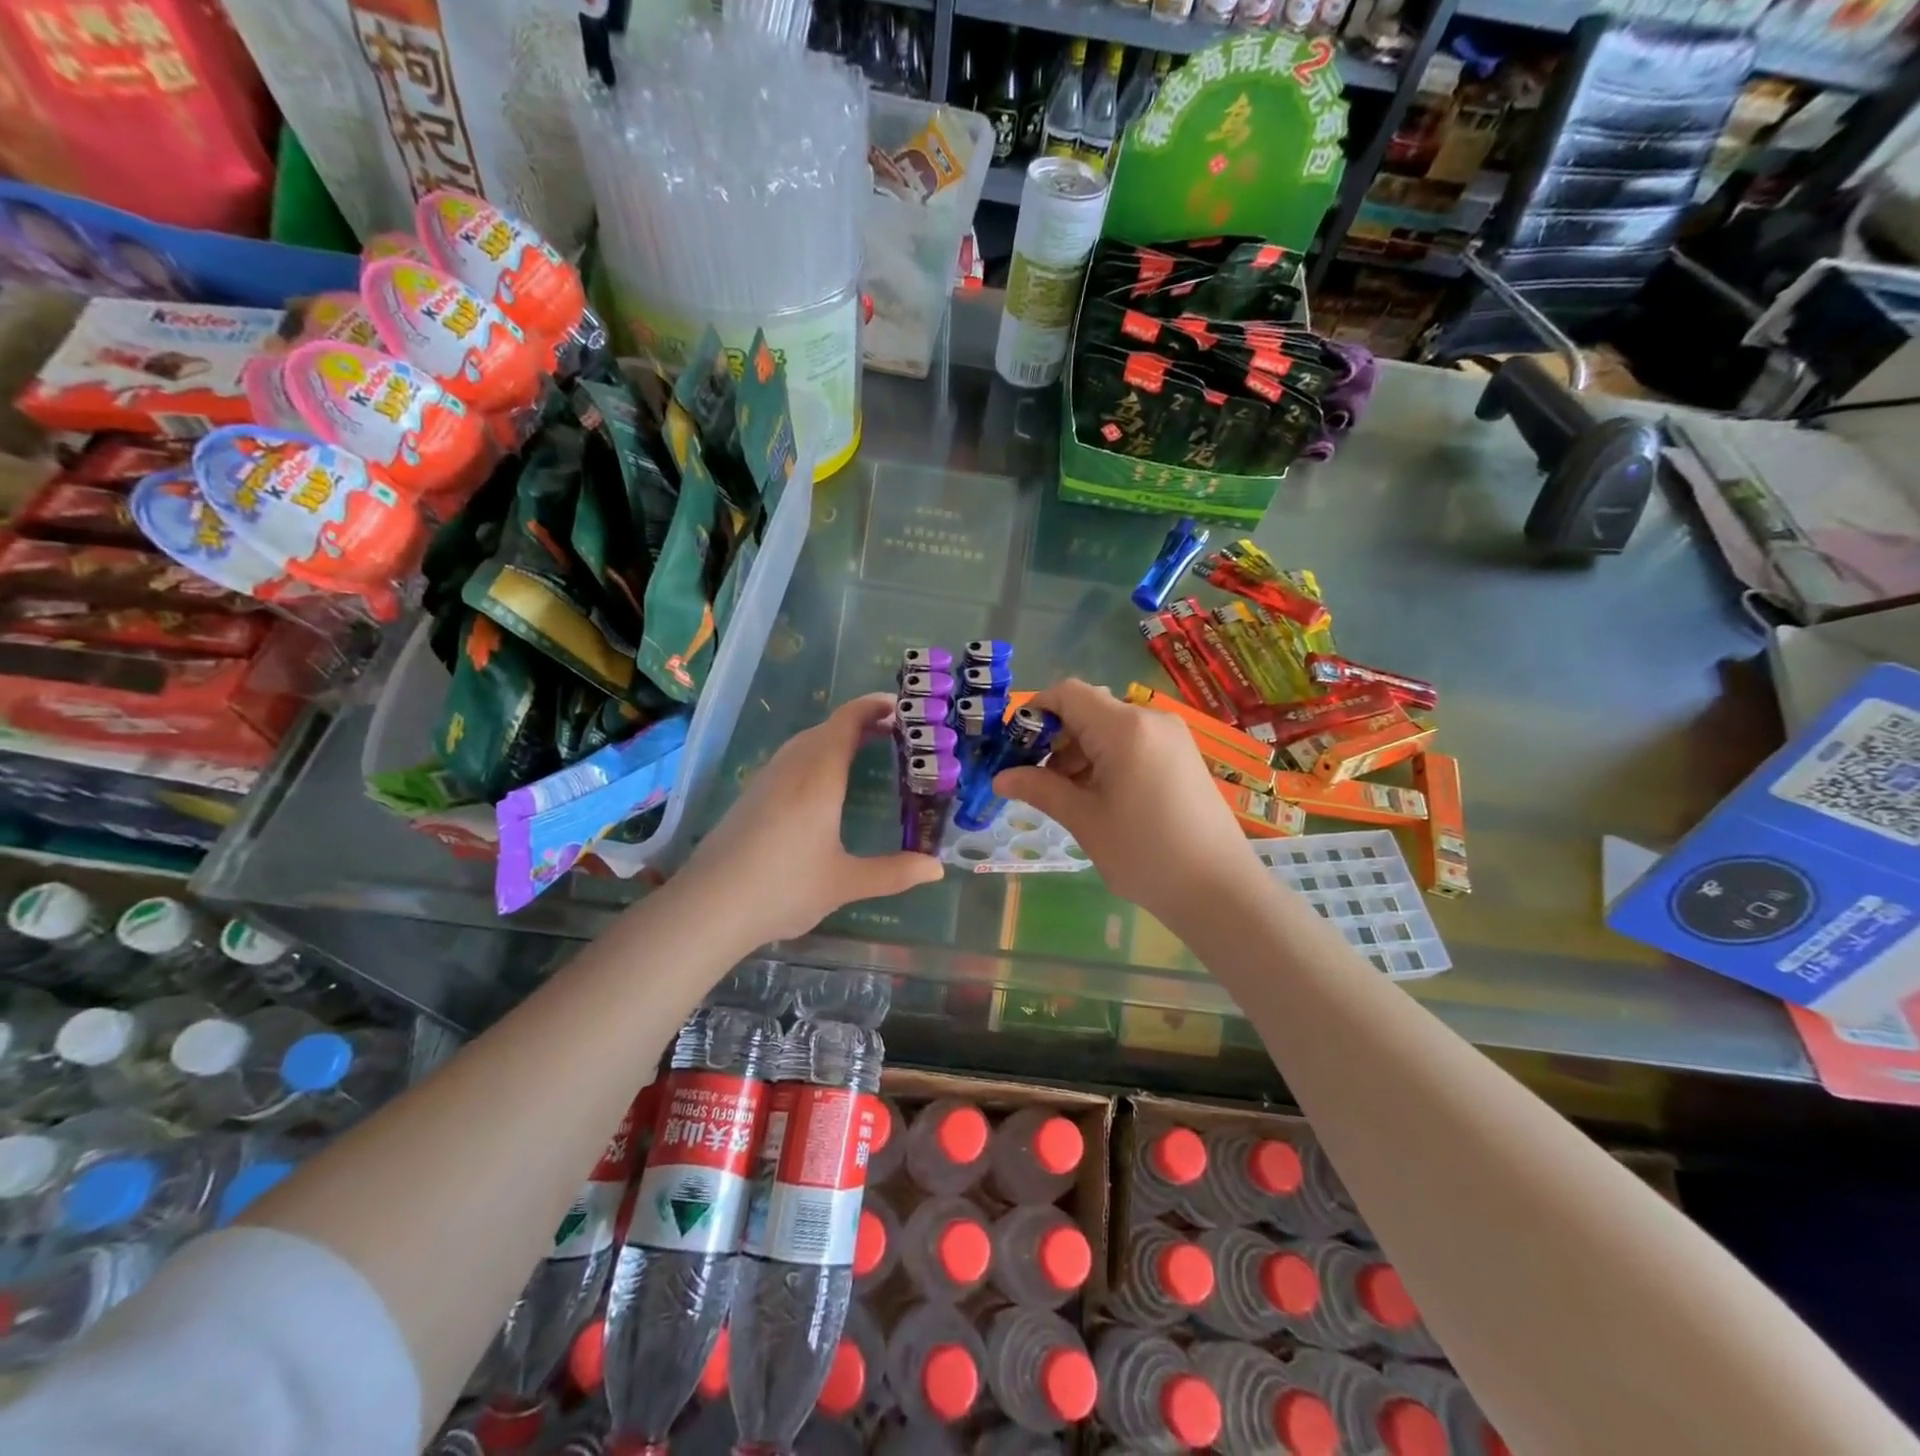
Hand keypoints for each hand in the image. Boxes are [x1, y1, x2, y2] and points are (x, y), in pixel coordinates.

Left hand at [682, 692, 944, 944]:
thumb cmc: (783, 888)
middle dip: (862, 723)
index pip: (848, 721)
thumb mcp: (845, 883)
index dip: (874, 707)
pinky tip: (823, 786)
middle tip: (897, 734)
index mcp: (819, 776)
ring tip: (865, 752)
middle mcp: (792, 768)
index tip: (903, 708)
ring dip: (837, 738)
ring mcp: (766, 779)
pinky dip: (816, 755)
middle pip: (828, 728)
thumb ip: (894, 873)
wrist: (708, 906)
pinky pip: (790, 759)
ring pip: (805, 742)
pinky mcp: (751, 796)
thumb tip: (937, 868)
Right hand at [994, 679, 1262, 930]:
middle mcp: (1150, 719)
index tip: (1015, 748)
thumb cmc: (1144, 853)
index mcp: (1124, 727)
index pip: (1067, 693)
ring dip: (1080, 751)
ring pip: (1110, 727)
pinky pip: (1132, 742)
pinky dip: (1106, 758)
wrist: (1220, 889)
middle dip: (1055, 737)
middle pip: (1088, 709)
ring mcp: (1171, 736)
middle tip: (1035, 779)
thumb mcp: (1084, 820)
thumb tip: (1000, 777)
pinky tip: (1098, 796)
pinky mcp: (1182, 754)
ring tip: (1066, 794)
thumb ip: (1040, 789)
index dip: (1034, 712)